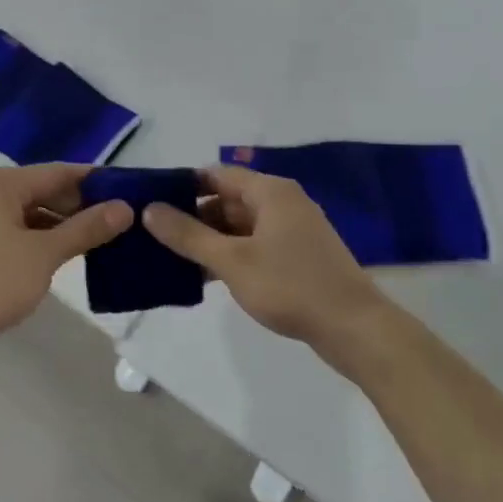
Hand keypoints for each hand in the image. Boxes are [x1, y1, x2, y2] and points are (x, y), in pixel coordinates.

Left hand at [0, 164, 130, 362]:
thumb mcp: (45, 254)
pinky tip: (65, 252)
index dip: (95, 182)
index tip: (129, 190)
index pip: (59, 172)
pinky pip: (16, 228)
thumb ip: (86, 228)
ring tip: (100, 238)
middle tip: (120, 220)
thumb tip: (125, 208)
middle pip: (43, 190)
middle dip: (80, 205)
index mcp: (0, 183)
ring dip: (62, 224)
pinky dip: (40, 237)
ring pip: (30, 211)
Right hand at [144, 165, 389, 370]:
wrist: (353, 327)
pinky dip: (230, 253)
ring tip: (171, 255)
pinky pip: (254, 243)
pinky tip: (204, 274)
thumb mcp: (232, 261)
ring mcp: (292, 229)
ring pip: (240, 224)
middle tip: (154, 234)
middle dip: (193, 215)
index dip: (183, 185)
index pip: (216, 174)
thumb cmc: (290, 286)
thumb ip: (189, 235)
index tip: (151, 202)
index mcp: (270, 191)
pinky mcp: (297, 255)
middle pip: (227, 199)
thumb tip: (149, 209)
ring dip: (209, 238)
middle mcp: (282, 202)